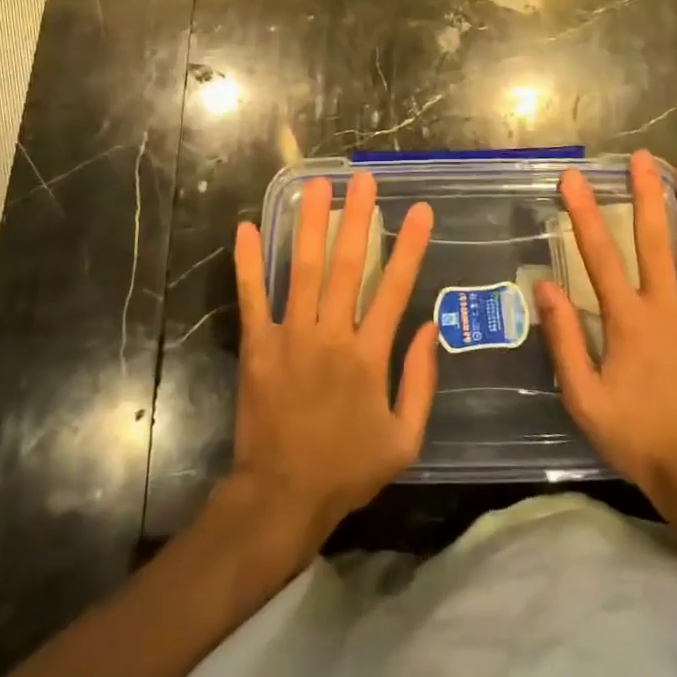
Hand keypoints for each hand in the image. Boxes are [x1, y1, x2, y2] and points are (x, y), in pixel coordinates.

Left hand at [229, 171, 437, 555]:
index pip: (395, 288)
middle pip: (348, 265)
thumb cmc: (347, 469)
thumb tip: (431, 329)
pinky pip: (252, 297)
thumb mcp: (404, 439)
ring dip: (311, 224)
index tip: (421, 210)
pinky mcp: (257, 346)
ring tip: (316, 185)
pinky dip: (248, 263)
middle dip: (358, 218)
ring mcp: (291, 336)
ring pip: (304, 269)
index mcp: (370, 356)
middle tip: (363, 179)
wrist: (282, 497)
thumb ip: (421, 382)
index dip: (410, 246)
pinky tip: (245, 228)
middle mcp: (331, 335)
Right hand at [535, 149, 676, 513]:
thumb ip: (564, 340)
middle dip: (645, 194)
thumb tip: (544, 287)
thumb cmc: (638, 435)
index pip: (600, 256)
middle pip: (654, 239)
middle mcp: (667, 307)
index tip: (574, 179)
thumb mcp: (584, 399)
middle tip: (640, 158)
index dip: (585, 214)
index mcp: (628, 322)